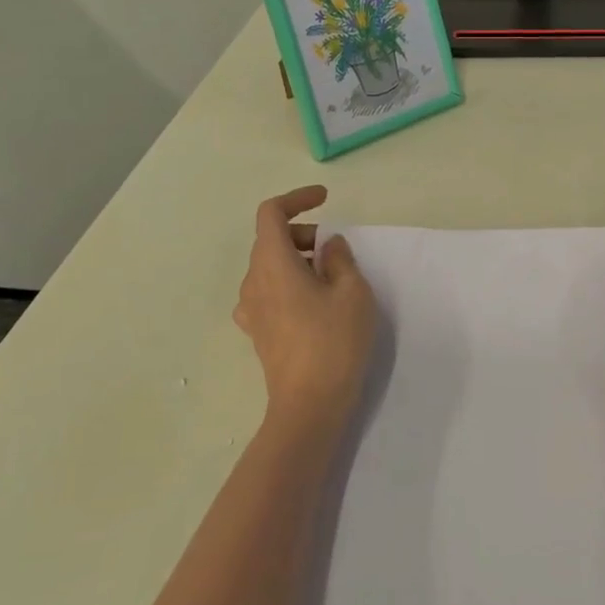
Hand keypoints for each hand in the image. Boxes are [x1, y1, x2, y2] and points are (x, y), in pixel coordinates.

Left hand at [233, 187, 377, 432]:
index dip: (297, 198)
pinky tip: (314, 303)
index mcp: (272, 263)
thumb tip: (328, 246)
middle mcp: (253, 281)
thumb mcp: (352, 292)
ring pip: (270, 266)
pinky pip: (269, 291)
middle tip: (337, 250)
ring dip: (298, 260)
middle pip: (270, 239)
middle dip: (304, 233)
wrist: (309, 406)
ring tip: (332, 279)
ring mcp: (251, 309)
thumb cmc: (333, 341)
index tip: (324, 199)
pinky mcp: (258, 332)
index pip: (270, 213)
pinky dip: (291, 283)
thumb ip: (339, 259)